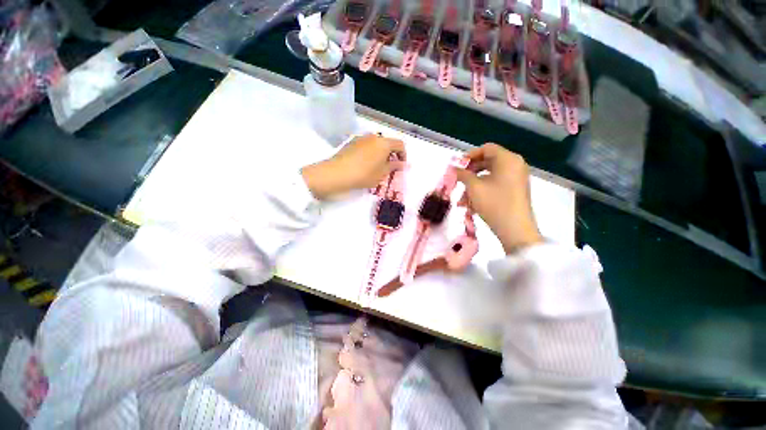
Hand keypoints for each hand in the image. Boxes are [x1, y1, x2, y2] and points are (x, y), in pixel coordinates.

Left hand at [301, 134, 405, 199]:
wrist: (336, 173)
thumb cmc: (363, 174)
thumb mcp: (381, 173)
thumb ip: (394, 167)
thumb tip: (403, 164)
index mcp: (383, 143)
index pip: (400, 144)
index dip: (403, 155)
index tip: (400, 166)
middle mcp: (373, 136)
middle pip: (387, 143)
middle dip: (391, 154)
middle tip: (389, 168)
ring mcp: (361, 138)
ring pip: (376, 144)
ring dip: (380, 154)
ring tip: (377, 167)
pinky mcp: (351, 142)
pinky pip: (366, 146)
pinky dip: (370, 153)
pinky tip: (365, 165)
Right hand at [455, 143, 542, 253]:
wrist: (515, 230)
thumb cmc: (494, 204)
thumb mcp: (474, 187)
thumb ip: (463, 174)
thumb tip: (454, 167)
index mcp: (508, 159)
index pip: (486, 148)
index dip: (469, 155)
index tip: (457, 167)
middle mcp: (514, 165)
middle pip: (487, 162)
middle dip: (469, 174)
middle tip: (458, 182)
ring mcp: (516, 179)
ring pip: (489, 177)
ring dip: (473, 186)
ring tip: (461, 201)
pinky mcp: (515, 190)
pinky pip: (495, 185)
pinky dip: (482, 192)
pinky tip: (470, 206)